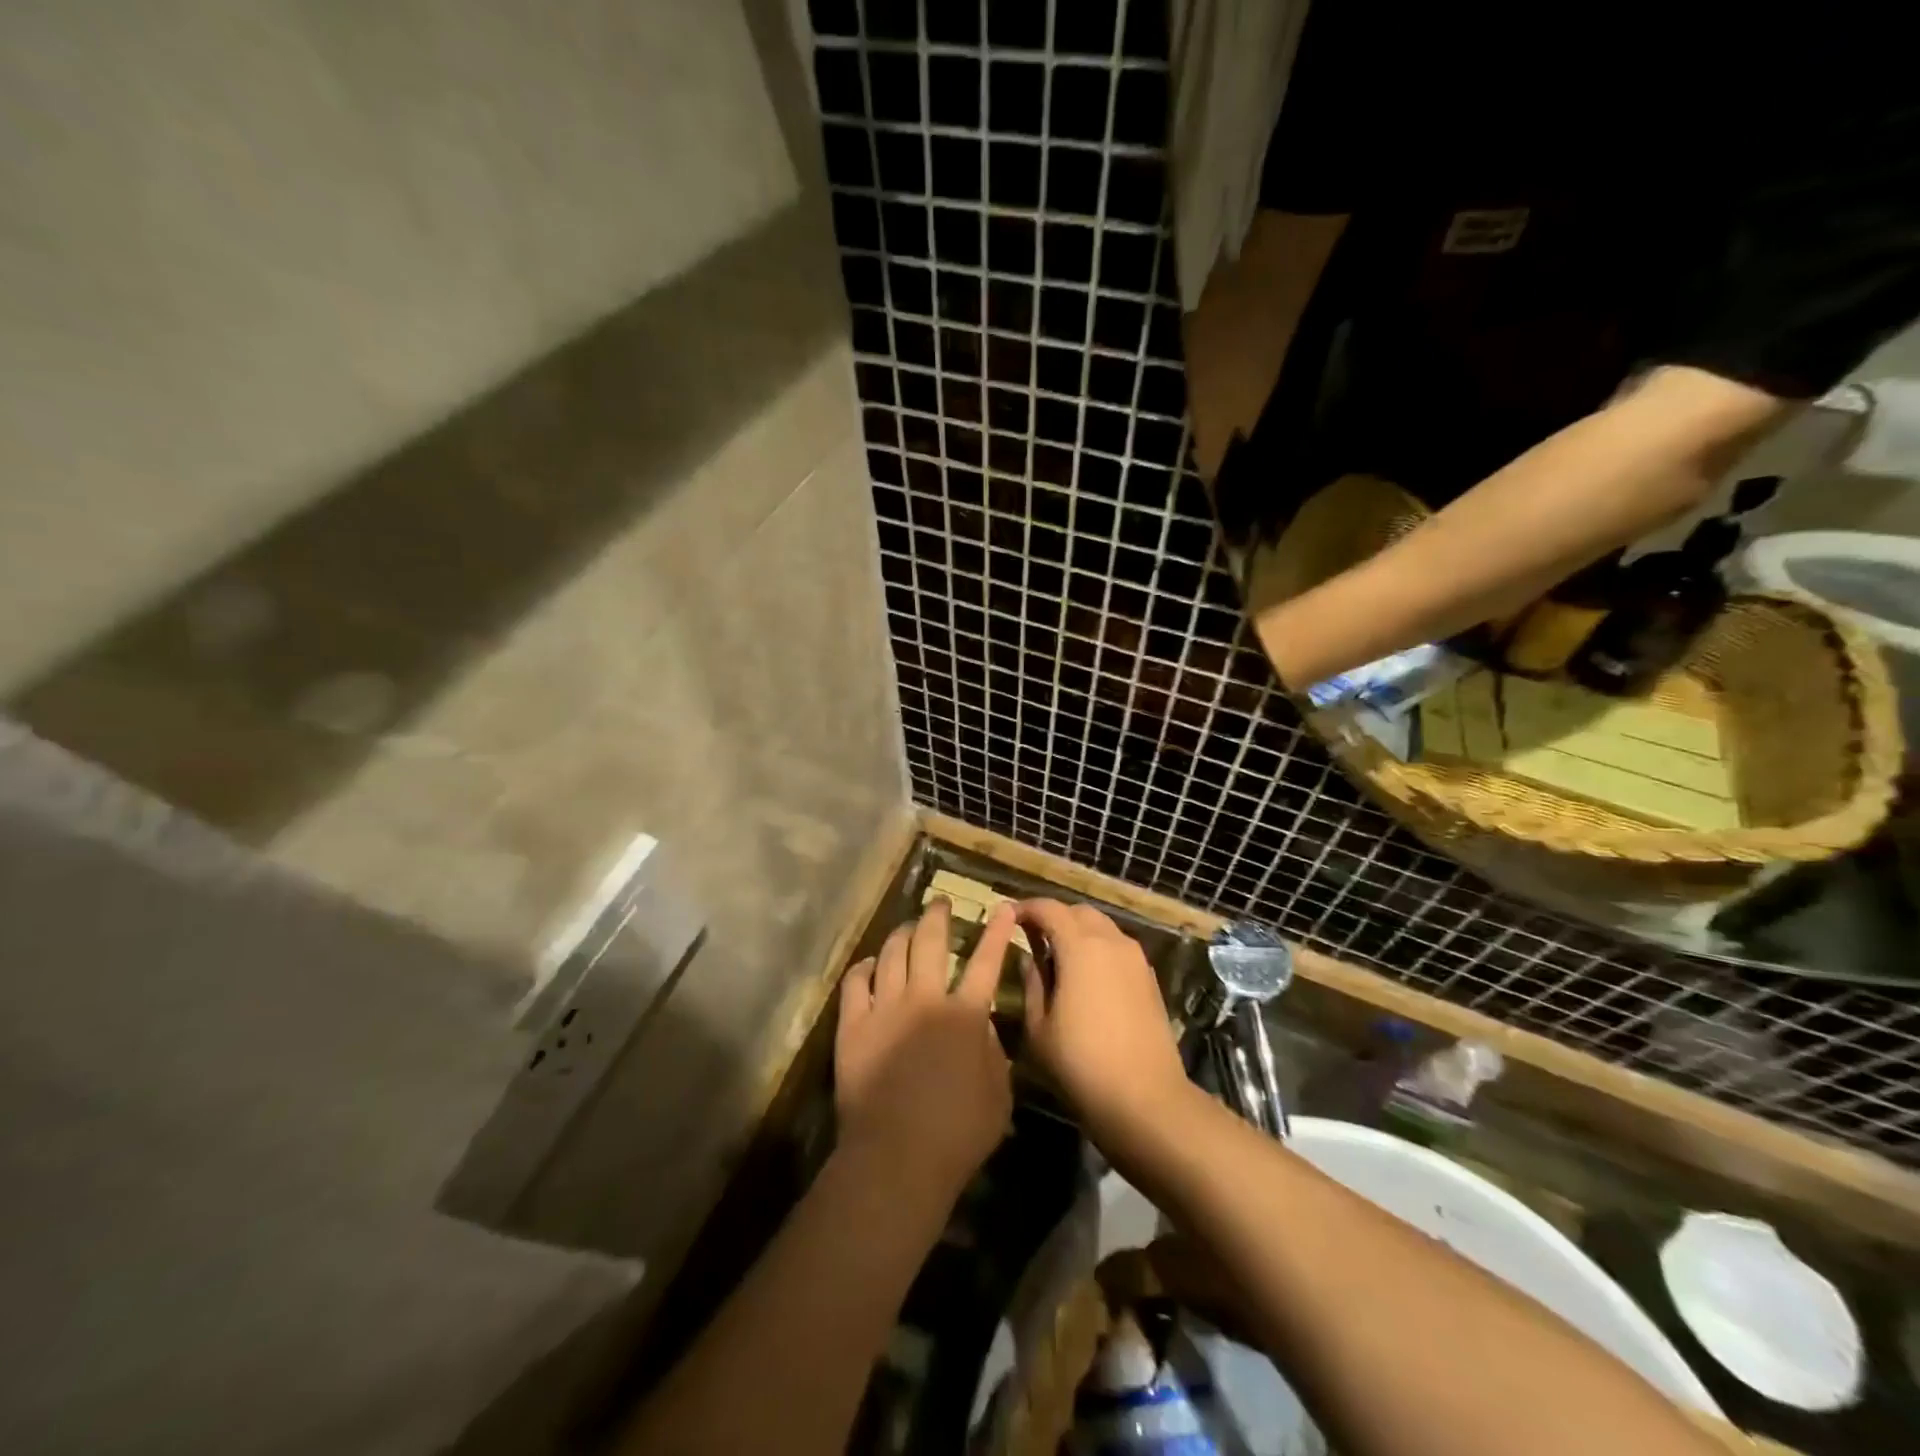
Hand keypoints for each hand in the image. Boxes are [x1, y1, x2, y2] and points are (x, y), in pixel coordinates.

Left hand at [834, 899, 1014, 1195]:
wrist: (896, 1156)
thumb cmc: (958, 1134)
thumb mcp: (999, 1096)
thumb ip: (994, 1053)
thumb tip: (982, 1023)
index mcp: (965, 1015)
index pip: (987, 961)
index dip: (997, 932)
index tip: (1003, 906)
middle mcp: (925, 999)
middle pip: (931, 942)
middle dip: (938, 915)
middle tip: (939, 902)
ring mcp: (885, 1008)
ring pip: (893, 954)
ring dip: (902, 934)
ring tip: (907, 927)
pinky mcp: (853, 1025)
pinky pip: (856, 981)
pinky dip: (865, 967)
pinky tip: (871, 964)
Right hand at [1016, 900, 1188, 1143]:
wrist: (1146, 1099)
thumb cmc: (1081, 1064)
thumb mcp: (1039, 1028)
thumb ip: (1031, 983)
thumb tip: (1029, 958)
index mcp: (1080, 947)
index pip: (1049, 909)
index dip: (1026, 908)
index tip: (1008, 917)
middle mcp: (1111, 942)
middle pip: (1078, 912)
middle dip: (1053, 917)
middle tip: (1031, 937)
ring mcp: (1136, 959)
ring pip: (1102, 927)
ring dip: (1077, 932)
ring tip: (1057, 957)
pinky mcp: (1150, 978)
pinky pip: (1118, 947)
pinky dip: (1097, 949)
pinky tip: (1086, 978)